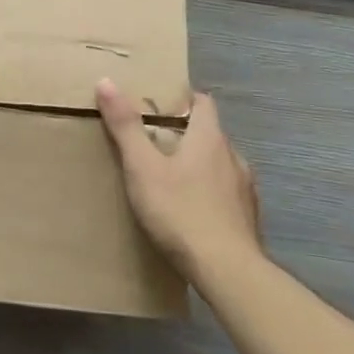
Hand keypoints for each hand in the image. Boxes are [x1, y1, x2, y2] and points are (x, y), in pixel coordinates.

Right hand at [96, 79, 262, 268]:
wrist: (228, 271)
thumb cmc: (181, 211)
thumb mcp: (142, 167)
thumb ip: (125, 126)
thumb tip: (106, 81)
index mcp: (209, 138)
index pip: (203, 102)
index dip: (182, 98)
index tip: (157, 104)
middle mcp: (233, 157)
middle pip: (209, 133)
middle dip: (184, 133)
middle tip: (151, 142)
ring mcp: (245, 189)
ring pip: (219, 165)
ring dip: (198, 165)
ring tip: (169, 178)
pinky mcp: (248, 218)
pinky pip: (225, 193)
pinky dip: (208, 193)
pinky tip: (190, 210)